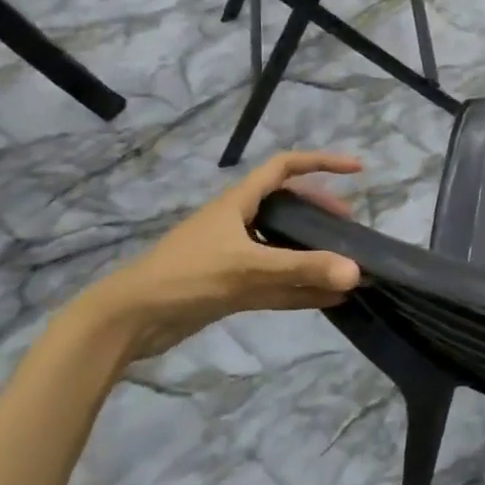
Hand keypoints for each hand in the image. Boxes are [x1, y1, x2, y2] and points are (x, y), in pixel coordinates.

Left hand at [70, 150, 363, 362]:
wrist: (127, 321)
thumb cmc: (186, 277)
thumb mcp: (248, 267)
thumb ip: (303, 268)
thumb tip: (357, 272)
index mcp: (239, 203)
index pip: (286, 168)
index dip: (323, 163)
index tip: (357, 170)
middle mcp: (239, 224)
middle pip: (288, 208)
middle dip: (321, 213)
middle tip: (348, 228)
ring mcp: (234, 257)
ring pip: (283, 248)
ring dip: (313, 254)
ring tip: (346, 263)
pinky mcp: (230, 288)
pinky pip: (276, 283)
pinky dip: (302, 289)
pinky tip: (330, 299)